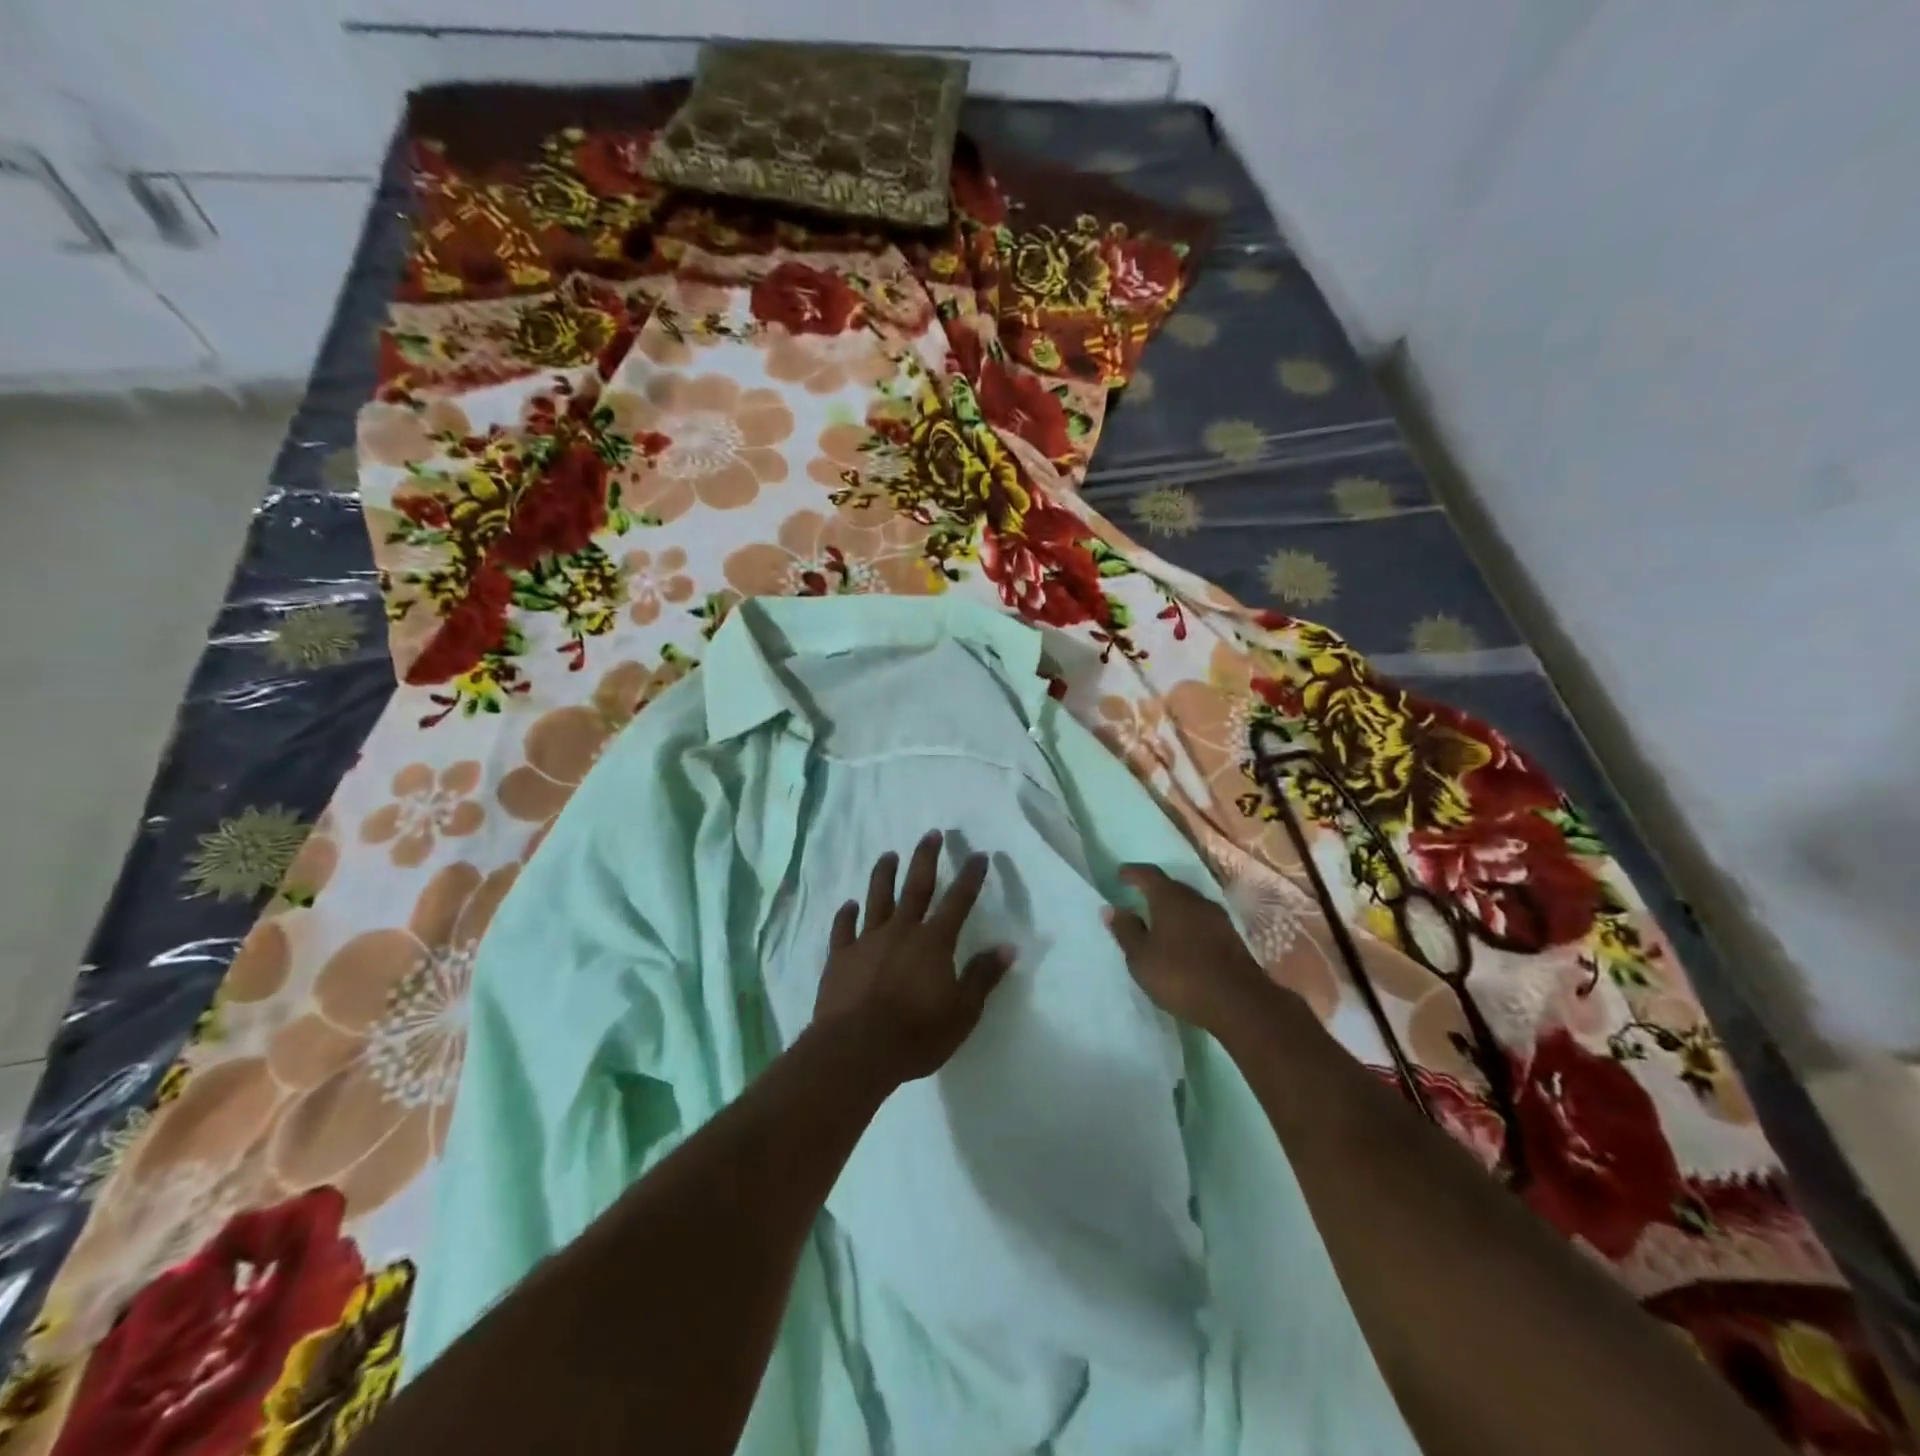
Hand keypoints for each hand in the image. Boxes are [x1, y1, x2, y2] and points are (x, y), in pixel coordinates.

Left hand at [814, 831, 1011, 1086]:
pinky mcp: (841, 957)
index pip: (958, 901)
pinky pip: (843, 929)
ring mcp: (867, 941)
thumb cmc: (917, 1034)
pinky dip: (846, 915)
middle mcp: (901, 931)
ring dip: (884, 875)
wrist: (857, 1050)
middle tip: (931, 834)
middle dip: (926, 858)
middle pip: (916, 886)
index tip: (979, 855)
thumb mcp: (963, 1012)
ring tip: (888, 855)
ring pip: (877, 898)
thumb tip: (1008, 947)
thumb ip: (983, 976)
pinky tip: (848, 905)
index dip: (970, 877)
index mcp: (934, 942)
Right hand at [1104, 864, 1269, 1033]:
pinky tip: (1182, 940)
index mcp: (1170, 898)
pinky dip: (1188, 924)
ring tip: (1158, 922)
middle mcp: (1195, 899)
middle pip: (1171, 887)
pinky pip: (1202, 921)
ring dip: (1173, 909)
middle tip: (1138, 899)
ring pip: (1189, 904)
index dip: (1132, 873)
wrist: (1238, 1002)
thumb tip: (1111, 908)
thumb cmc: (1180, 975)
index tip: (1120, 875)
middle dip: (1153, 890)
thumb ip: (1125, 930)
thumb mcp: (1141, 957)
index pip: (1148, 874)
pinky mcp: (1231, 936)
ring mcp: (1217, 917)